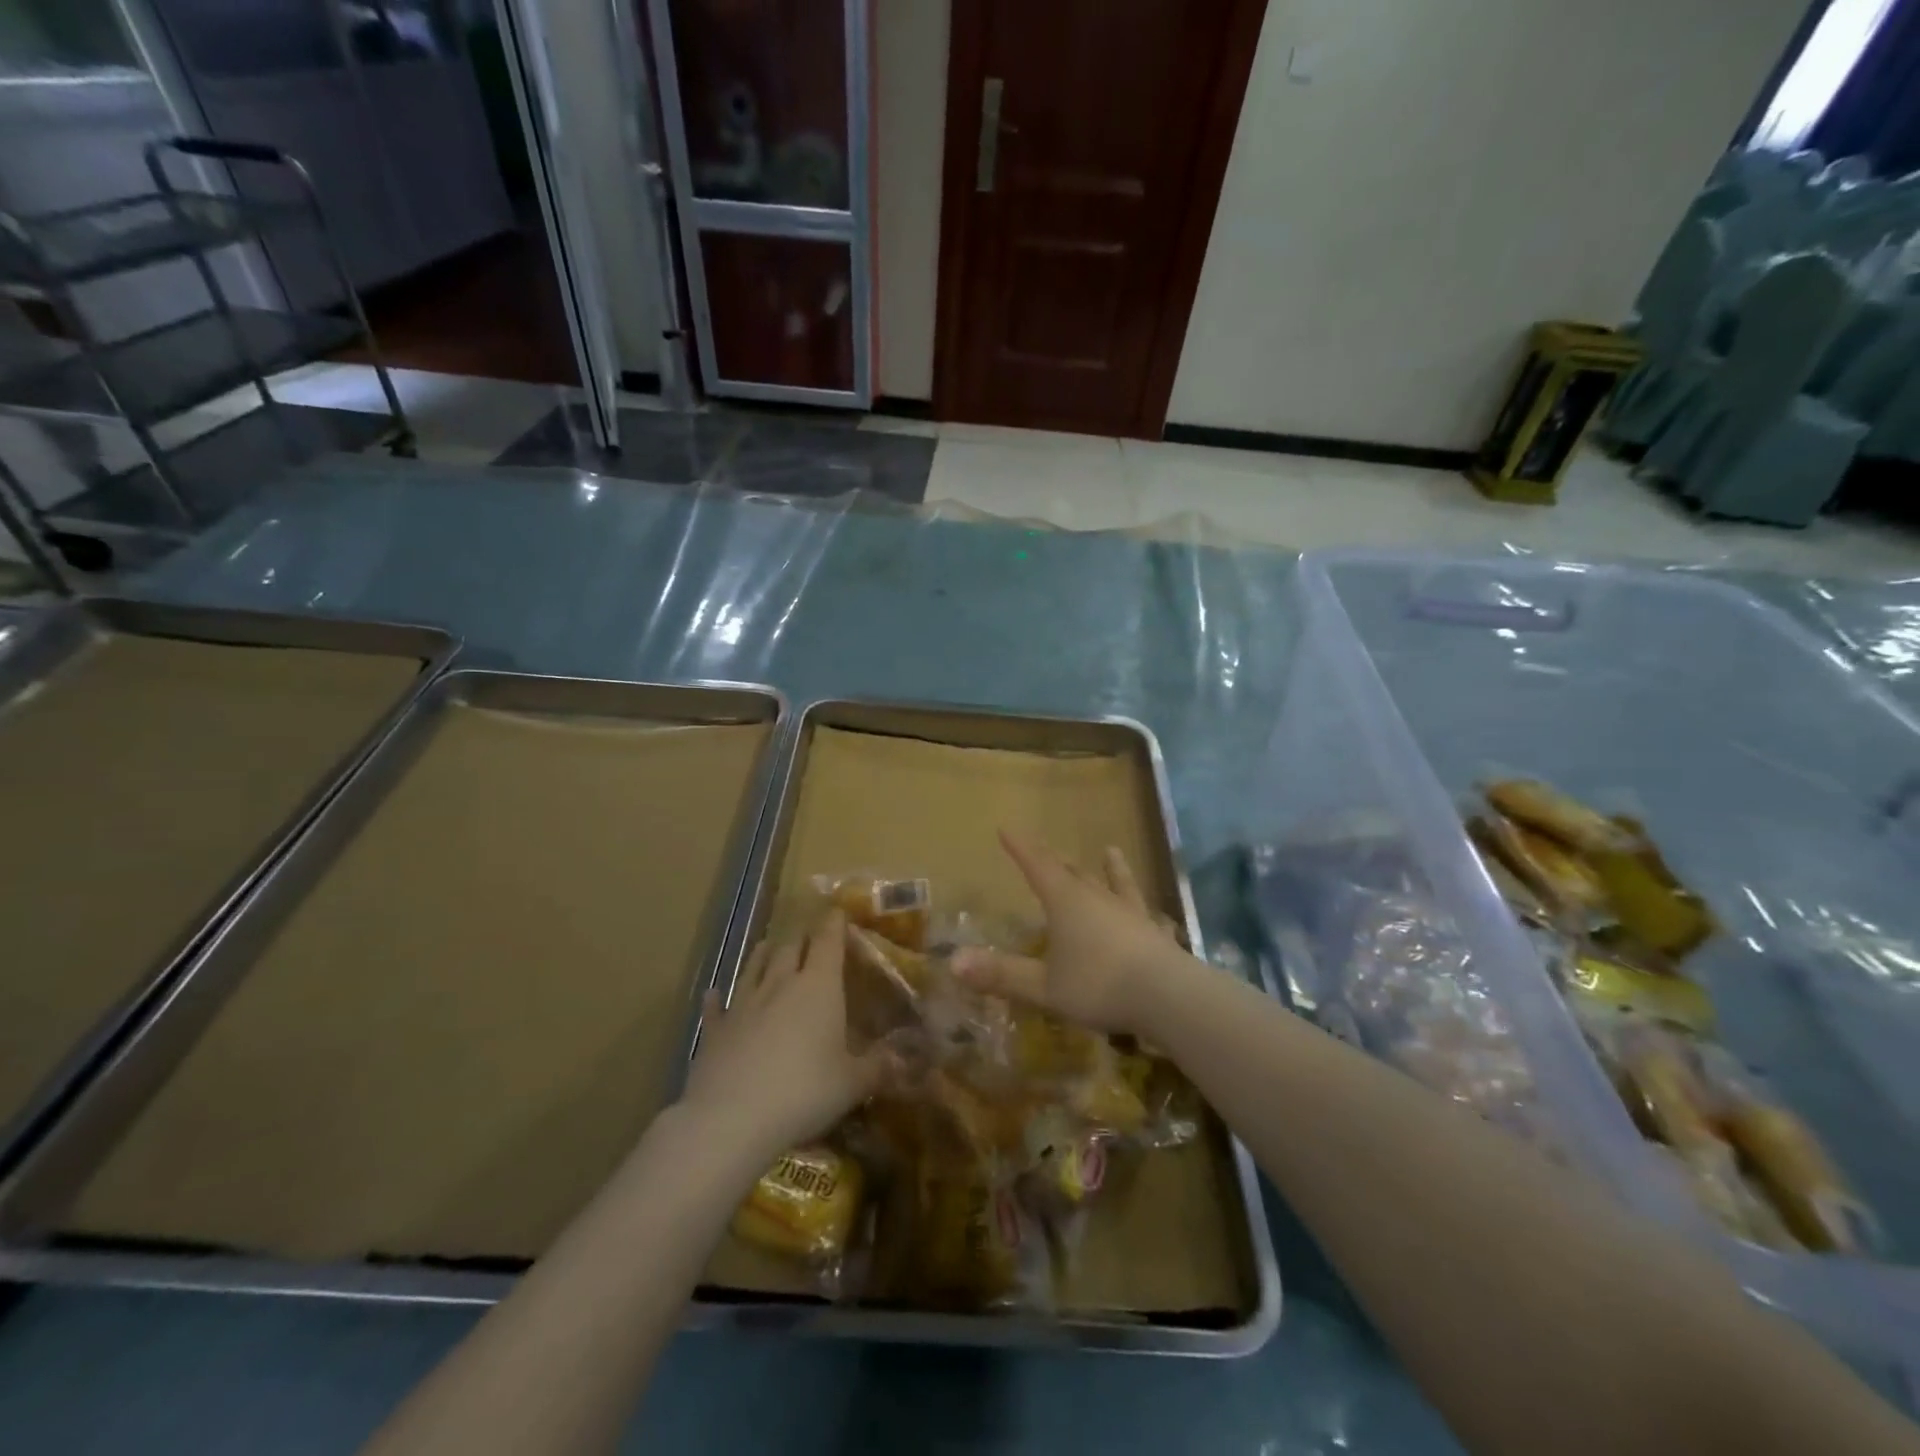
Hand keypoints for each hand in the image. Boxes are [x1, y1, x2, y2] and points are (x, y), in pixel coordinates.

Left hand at [679, 910, 889, 1157]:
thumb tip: (905, 1060)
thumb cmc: (804, 1092)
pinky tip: (713, 993)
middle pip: (790, 947)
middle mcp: (780, 984)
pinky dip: (717, 998)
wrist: (731, 1118)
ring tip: (768, 946)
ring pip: (754, 967)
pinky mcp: (714, 1030)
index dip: (834, 923)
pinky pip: (716, 1006)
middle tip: (809, 934)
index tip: (838, 911)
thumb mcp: (853, 1084)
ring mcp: (743, 1004)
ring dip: (763, 955)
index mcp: (819, 986)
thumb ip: (879, 1068)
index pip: (828, 941)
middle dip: (801, 937)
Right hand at [954, 833, 1183, 1035]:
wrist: (1168, 997)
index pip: (1037, 866)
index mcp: (1066, 902)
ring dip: (1110, 869)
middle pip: (1074, 872)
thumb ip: (1002, 974)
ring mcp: (1131, 913)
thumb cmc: (1098, 985)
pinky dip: (1145, 910)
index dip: (1020, 848)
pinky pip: (1148, 915)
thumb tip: (953, 962)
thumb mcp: (1044, 986)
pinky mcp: (1156, 933)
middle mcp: (1098, 898)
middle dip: (1056, 861)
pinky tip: (1155, 914)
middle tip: (1045, 851)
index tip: (1007, 828)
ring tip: (1110, 851)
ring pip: (1116, 884)